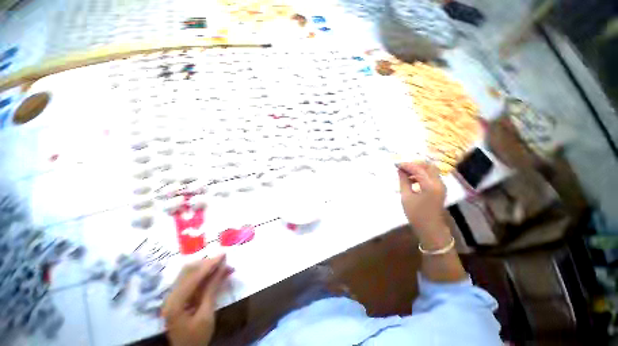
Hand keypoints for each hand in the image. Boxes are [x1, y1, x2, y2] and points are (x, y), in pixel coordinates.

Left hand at [162, 254, 229, 345]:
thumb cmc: (197, 337)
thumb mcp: (206, 315)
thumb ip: (212, 290)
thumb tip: (222, 268)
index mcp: (175, 303)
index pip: (193, 277)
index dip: (210, 264)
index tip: (224, 255)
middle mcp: (170, 296)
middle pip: (188, 271)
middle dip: (208, 263)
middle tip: (225, 261)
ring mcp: (172, 296)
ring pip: (189, 273)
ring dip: (206, 267)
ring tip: (222, 266)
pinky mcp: (177, 297)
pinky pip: (190, 280)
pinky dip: (203, 274)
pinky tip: (213, 273)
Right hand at [397, 162, 449, 248]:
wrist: (430, 228)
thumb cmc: (416, 214)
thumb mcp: (406, 197)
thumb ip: (403, 181)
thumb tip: (400, 170)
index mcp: (430, 185)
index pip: (418, 169)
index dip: (406, 165)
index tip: (396, 164)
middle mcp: (439, 183)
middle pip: (428, 166)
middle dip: (414, 164)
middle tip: (402, 168)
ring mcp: (441, 185)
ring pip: (430, 170)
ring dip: (418, 169)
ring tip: (405, 173)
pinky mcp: (440, 189)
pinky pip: (431, 176)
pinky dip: (422, 174)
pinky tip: (412, 179)